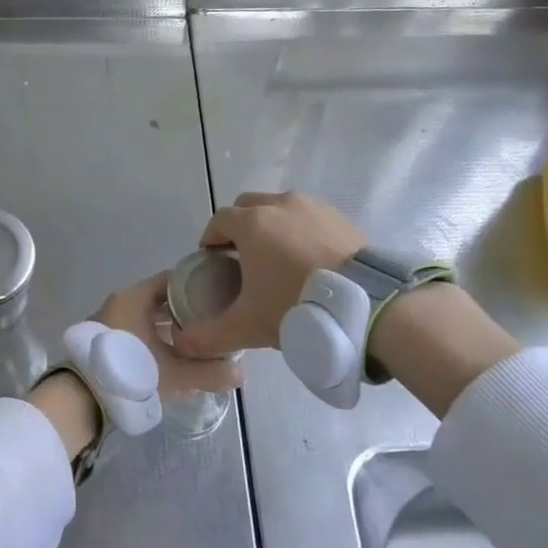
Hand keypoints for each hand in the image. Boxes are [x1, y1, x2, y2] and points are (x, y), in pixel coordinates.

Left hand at [94, 273, 241, 396]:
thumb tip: (242, 374)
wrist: (81, 399)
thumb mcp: (176, 374)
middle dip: (187, 312)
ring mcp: (109, 321)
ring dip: (170, 329)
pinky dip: (154, 340)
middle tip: (213, 324)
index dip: (198, 286)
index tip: (219, 297)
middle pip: (161, 300)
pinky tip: (171, 358)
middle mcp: (120, 302)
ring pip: (147, 318)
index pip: (173, 279)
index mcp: (135, 297)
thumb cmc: (130, 373)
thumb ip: (210, 372)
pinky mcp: (104, 341)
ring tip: (197, 343)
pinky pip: (136, 332)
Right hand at [172, 192, 364, 357]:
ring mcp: (312, 206)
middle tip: (242, 260)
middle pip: (247, 207)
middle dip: (239, 228)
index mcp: (251, 223)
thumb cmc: (296, 306)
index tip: (213, 262)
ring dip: (271, 227)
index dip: (211, 240)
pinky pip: (308, 217)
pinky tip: (307, 261)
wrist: (366, 304)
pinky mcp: (339, 216)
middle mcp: (279, 204)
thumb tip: (181, 343)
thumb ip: (208, 335)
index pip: (218, 221)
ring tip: (277, 260)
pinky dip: (300, 231)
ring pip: (280, 208)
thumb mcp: (247, 326)